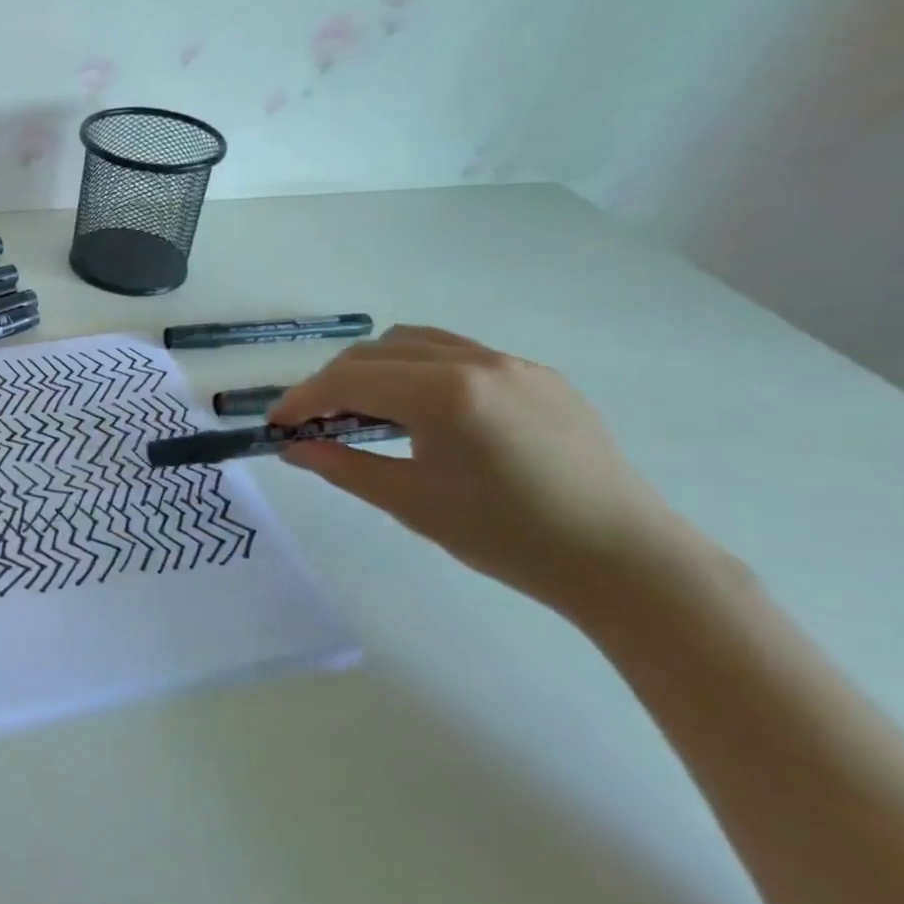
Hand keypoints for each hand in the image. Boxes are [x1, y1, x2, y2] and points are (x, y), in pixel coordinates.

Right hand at [271, 326, 694, 614]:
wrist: (626, 561)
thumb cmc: (508, 538)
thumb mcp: (410, 503)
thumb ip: (342, 466)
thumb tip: (292, 448)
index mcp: (442, 394)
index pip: (347, 381)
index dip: (301, 400)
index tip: (276, 424)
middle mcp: (474, 362)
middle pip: (373, 353)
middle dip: (332, 383)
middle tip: (315, 423)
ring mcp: (511, 363)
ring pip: (413, 343)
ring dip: (374, 369)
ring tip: (366, 411)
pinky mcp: (538, 375)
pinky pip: (458, 353)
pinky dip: (419, 370)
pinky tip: (425, 412)